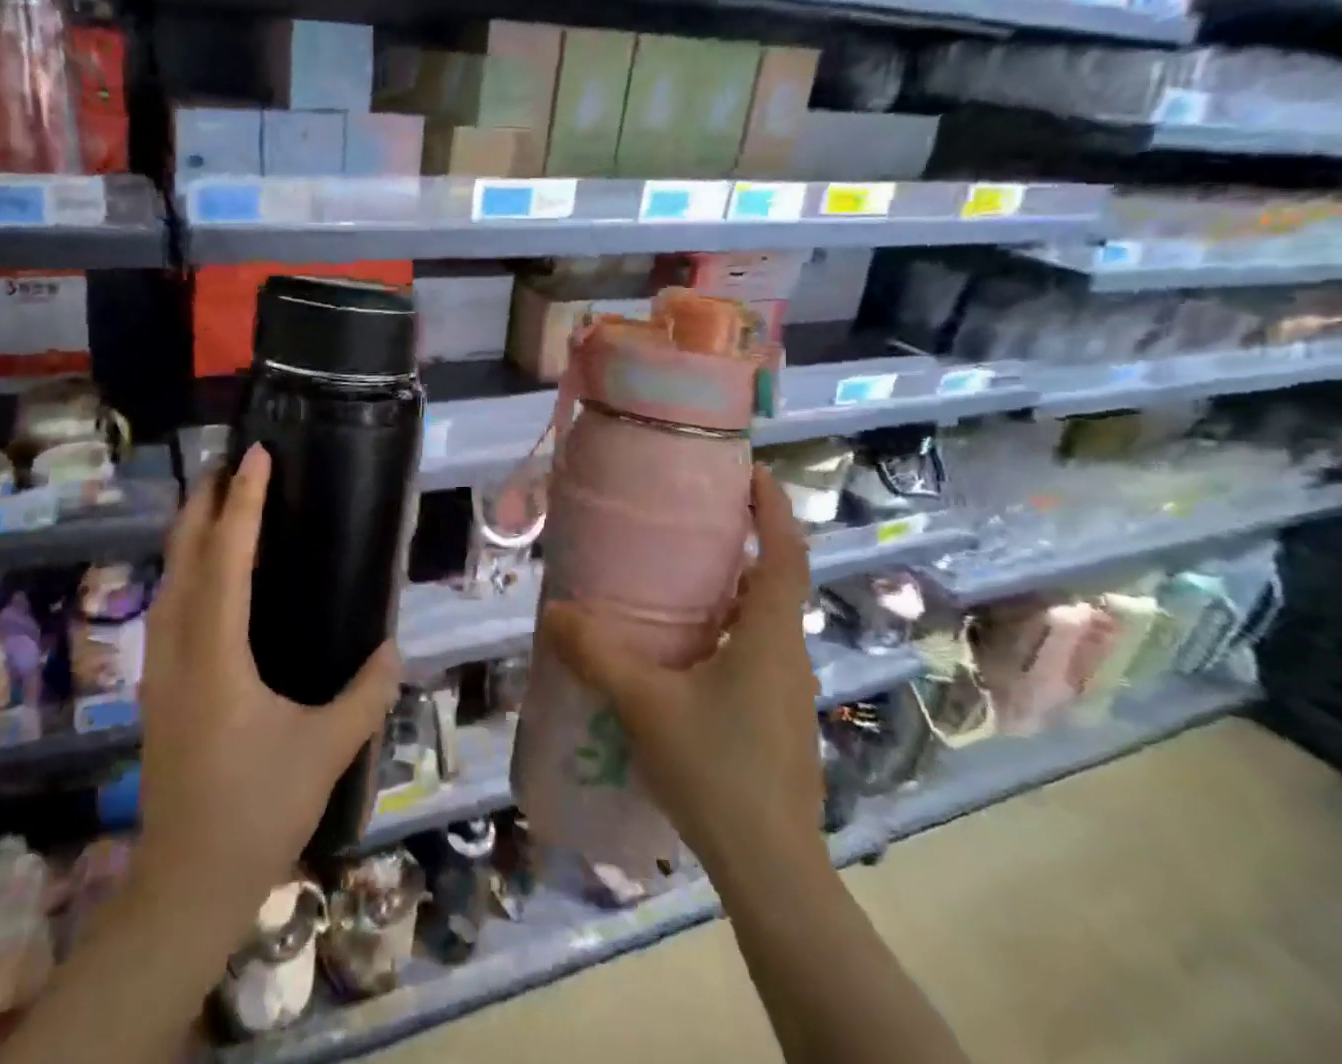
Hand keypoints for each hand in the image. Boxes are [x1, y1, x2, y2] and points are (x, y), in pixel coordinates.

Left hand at [133, 444, 401, 941]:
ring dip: (189, 533)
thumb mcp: (325, 751)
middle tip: (230, 464)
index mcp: (217, 655)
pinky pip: (167, 606)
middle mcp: (179, 649)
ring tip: (216, 502)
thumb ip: (366, 695)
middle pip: (183, 558)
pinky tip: (203, 573)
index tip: (256, 457)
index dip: (242, 503)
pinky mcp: (158, 687)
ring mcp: (160, 669)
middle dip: (203, 504)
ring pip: (167, 580)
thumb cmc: (258, 810)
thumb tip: (394, 649)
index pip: (227, 559)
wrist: (186, 884)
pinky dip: (184, 569)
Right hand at [538, 463, 821, 867]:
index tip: (749, 472)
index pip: (785, 552)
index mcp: (768, 634)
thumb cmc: (716, 769)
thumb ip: (597, 654)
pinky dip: (725, 631)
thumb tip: (554, 612)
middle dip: (744, 543)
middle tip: (694, 520)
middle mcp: (787, 653)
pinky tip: (682, 652)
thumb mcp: (645, 704)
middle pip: (774, 580)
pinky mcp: (776, 719)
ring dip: (731, 590)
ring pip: (762, 620)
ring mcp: (786, 691)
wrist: (770, 869)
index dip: (772, 507)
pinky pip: (753, 652)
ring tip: (679, 578)